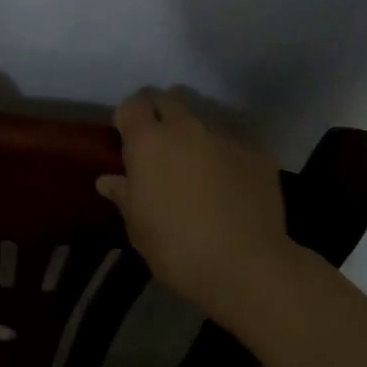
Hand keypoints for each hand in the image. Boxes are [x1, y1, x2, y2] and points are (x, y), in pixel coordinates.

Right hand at [97, 90, 291, 306]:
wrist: (246, 266)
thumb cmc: (177, 247)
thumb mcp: (138, 227)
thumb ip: (124, 195)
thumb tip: (108, 180)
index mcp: (148, 142)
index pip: (132, 105)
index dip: (128, 118)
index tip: (128, 139)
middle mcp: (186, 128)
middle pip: (169, 101)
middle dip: (161, 117)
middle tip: (161, 149)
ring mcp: (225, 136)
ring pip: (203, 122)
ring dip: (195, 137)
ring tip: (199, 170)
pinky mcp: (257, 152)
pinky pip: (234, 144)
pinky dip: (227, 157)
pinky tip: (231, 187)